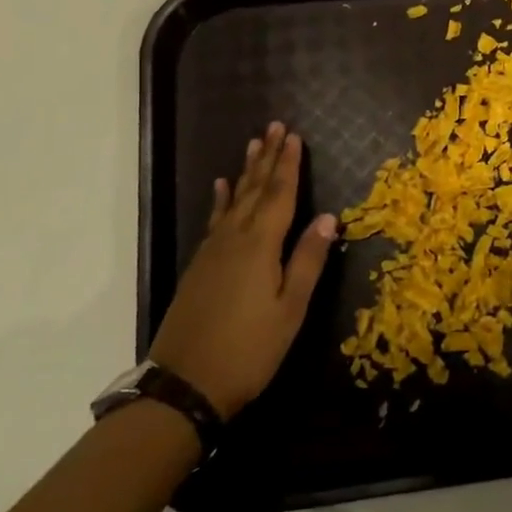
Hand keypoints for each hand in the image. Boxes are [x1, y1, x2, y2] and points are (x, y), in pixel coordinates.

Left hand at [149, 122, 335, 418]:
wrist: (185, 385)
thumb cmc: (249, 349)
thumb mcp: (290, 309)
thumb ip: (308, 260)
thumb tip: (327, 217)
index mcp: (260, 246)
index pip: (279, 195)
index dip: (288, 165)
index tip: (294, 136)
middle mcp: (233, 239)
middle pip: (253, 190)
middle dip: (267, 158)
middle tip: (275, 127)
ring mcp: (212, 252)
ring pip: (233, 201)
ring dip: (245, 172)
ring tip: (253, 145)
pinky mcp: (199, 266)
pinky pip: (215, 219)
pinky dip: (221, 200)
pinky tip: (221, 188)